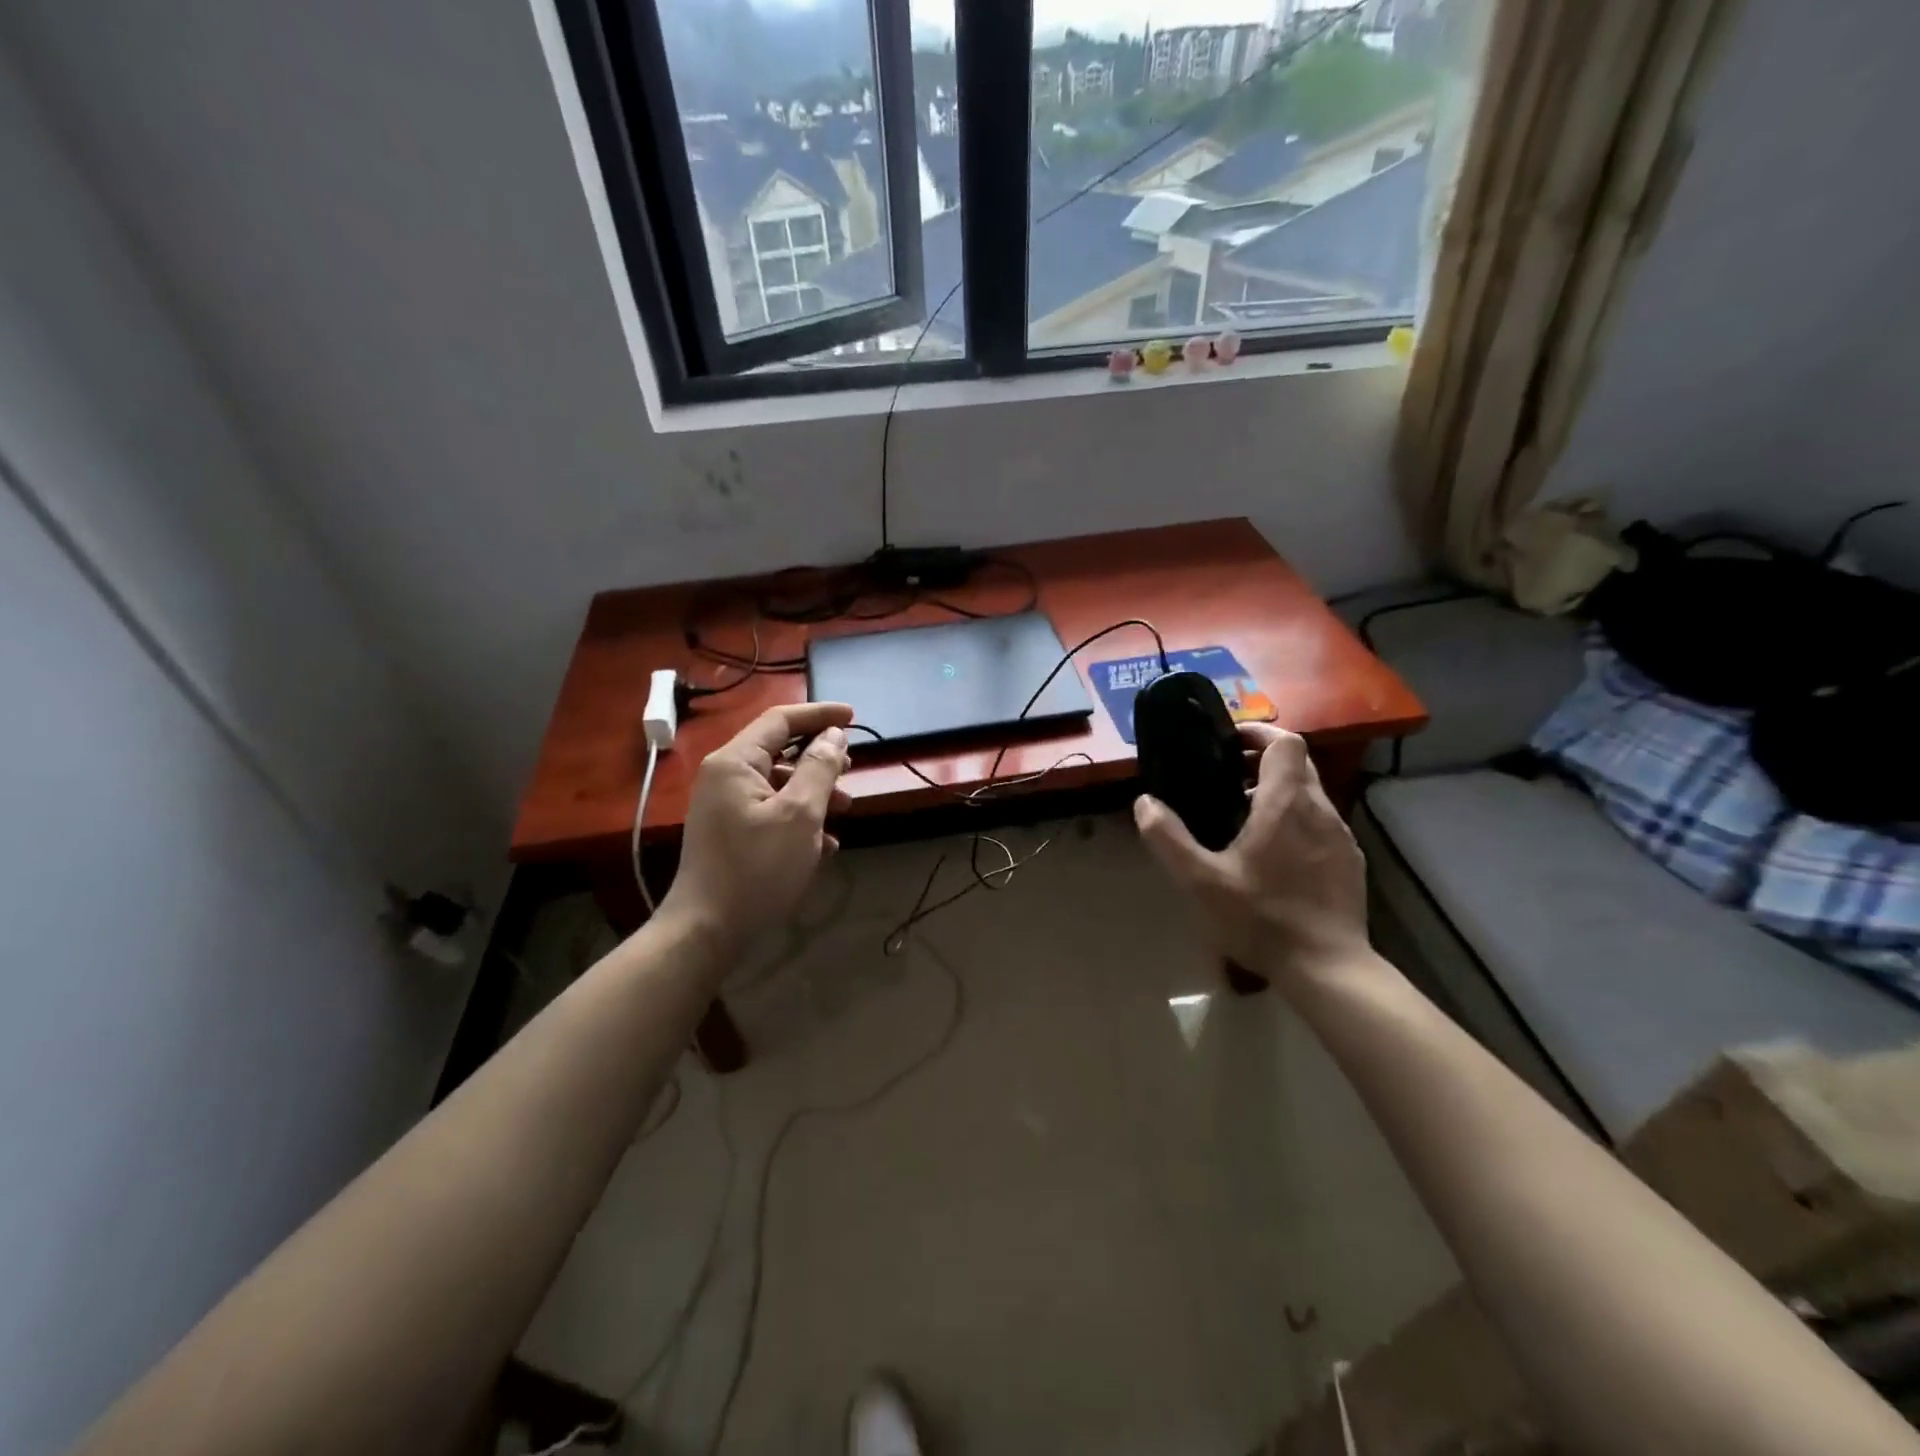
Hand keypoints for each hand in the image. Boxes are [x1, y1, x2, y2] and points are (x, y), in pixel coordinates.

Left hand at [662, 702, 854, 952]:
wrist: (707, 930)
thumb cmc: (757, 868)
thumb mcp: (800, 815)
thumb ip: (819, 768)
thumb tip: (833, 736)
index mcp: (736, 762)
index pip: (780, 720)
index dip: (819, 714)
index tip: (853, 716)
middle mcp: (725, 776)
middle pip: (780, 750)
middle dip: (819, 757)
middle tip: (851, 769)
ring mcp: (725, 805)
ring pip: (779, 783)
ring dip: (815, 792)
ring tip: (846, 809)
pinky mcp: (731, 832)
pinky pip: (771, 810)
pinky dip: (800, 818)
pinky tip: (825, 844)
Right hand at [1134, 724, 1367, 983]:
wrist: (1327, 969)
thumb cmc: (1261, 918)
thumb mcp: (1200, 881)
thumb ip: (1168, 838)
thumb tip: (1144, 802)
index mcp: (1286, 803)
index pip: (1285, 742)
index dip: (1258, 733)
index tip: (1229, 743)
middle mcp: (1320, 810)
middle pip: (1299, 764)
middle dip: (1263, 762)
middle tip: (1227, 780)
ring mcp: (1342, 837)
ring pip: (1311, 795)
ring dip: (1280, 794)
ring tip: (1245, 821)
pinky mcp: (1350, 862)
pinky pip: (1322, 824)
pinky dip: (1298, 822)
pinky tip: (1276, 857)